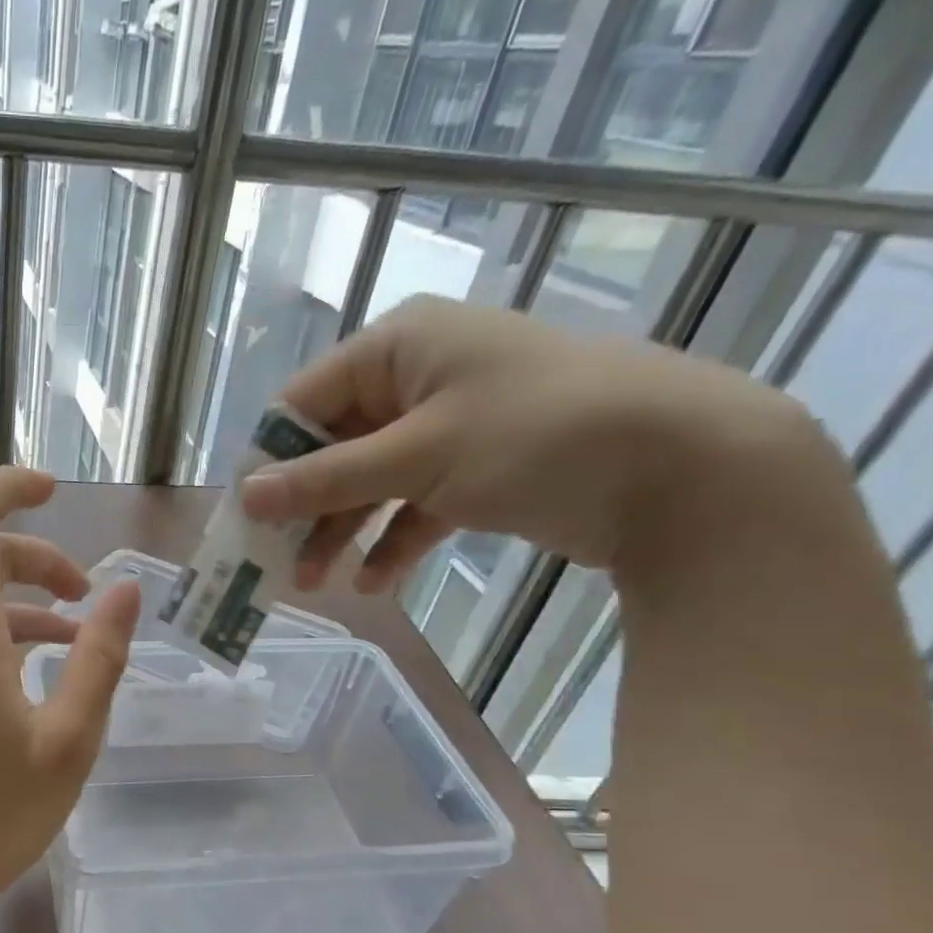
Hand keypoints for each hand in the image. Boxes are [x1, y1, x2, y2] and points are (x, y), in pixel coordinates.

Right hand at [239, 294, 823, 590]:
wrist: (687, 469)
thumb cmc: (537, 436)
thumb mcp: (418, 455)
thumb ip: (325, 478)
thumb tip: (245, 496)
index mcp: (398, 348)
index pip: (303, 401)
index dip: (270, 460)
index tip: (244, 517)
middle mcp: (418, 377)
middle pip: (333, 447)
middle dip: (305, 507)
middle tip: (272, 562)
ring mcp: (450, 425)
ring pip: (371, 481)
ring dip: (342, 532)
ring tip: (316, 585)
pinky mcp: (478, 469)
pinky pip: (414, 505)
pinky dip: (393, 541)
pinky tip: (375, 583)